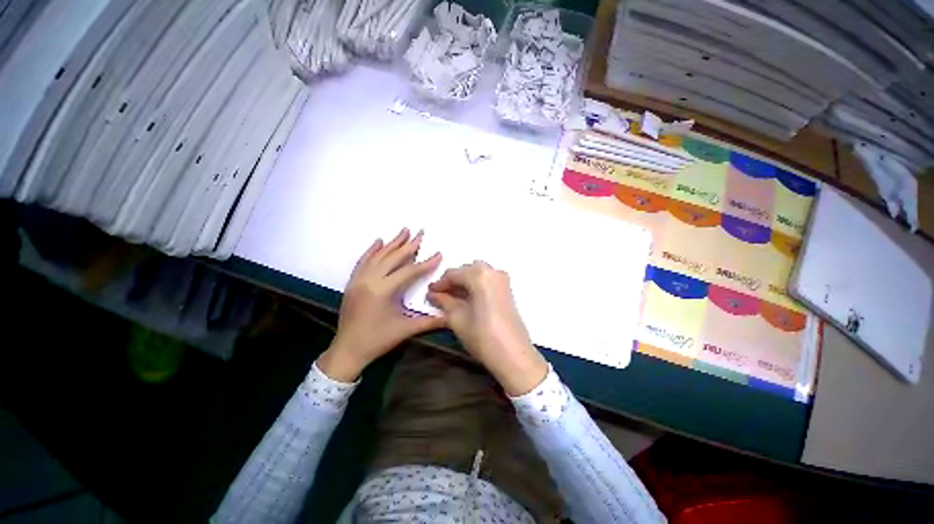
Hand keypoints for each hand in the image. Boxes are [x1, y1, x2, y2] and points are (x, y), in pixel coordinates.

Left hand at [318, 228, 444, 381]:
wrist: (348, 350)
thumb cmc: (378, 340)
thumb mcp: (406, 329)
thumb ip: (430, 321)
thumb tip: (451, 316)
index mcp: (383, 290)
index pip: (409, 271)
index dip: (426, 263)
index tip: (438, 253)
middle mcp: (369, 280)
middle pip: (392, 258)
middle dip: (409, 245)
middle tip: (420, 233)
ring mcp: (358, 280)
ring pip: (377, 256)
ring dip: (392, 243)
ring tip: (404, 231)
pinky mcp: (352, 283)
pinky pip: (363, 261)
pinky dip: (372, 250)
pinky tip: (378, 241)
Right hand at [427, 261, 547, 395]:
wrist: (513, 355)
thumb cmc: (482, 336)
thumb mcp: (457, 318)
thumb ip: (444, 302)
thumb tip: (433, 294)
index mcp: (479, 274)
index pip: (453, 274)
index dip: (439, 284)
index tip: (429, 293)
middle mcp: (493, 271)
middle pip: (466, 271)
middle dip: (453, 282)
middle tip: (441, 297)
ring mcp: (503, 279)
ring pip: (477, 274)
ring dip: (464, 283)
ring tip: (453, 299)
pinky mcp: (508, 290)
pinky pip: (487, 280)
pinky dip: (476, 286)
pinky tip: (468, 300)